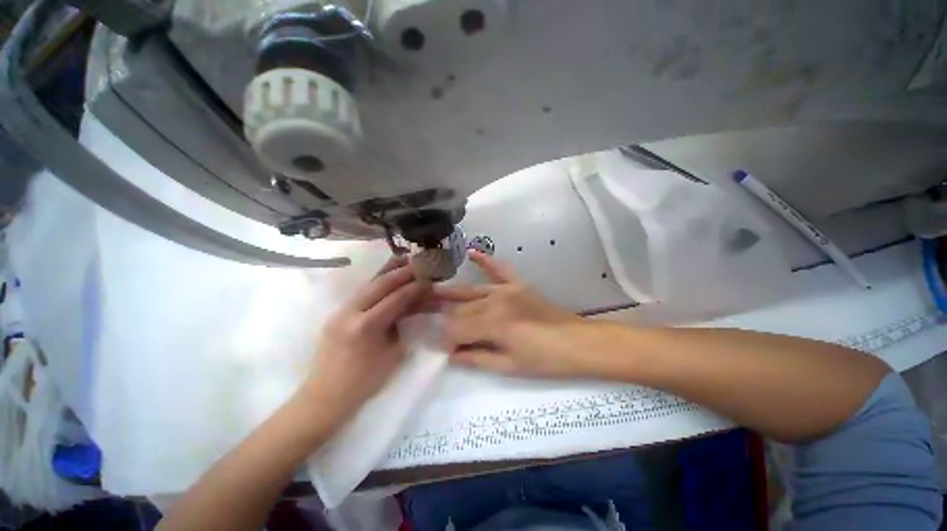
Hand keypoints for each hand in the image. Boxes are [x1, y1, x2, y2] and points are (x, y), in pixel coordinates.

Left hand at [300, 257, 430, 422]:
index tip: (429, 280)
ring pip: (367, 284)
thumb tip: (412, 306)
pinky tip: (385, 276)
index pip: (396, 298)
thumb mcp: (392, 353)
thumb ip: (402, 325)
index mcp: (366, 326)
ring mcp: (340, 311)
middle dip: (402, 272)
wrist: (325, 397)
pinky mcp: (337, 313)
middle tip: (419, 264)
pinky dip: (376, 282)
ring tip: (403, 260)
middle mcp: (350, 312)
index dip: (415, 288)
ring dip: (387, 271)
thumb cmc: (364, 382)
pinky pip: (360, 292)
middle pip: (380, 284)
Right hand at [436, 251, 591, 377]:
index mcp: (493, 322)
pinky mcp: (518, 284)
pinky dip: (485, 261)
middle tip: (447, 334)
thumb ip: (477, 358)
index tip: (449, 351)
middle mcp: (495, 300)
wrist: (578, 343)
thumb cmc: (545, 360)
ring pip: (472, 292)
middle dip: (450, 323)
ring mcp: (507, 289)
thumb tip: (452, 355)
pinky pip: (499, 269)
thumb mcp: (509, 366)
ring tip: (434, 295)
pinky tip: (472, 252)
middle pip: (462, 310)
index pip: (457, 328)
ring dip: (453, 296)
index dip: (449, 340)